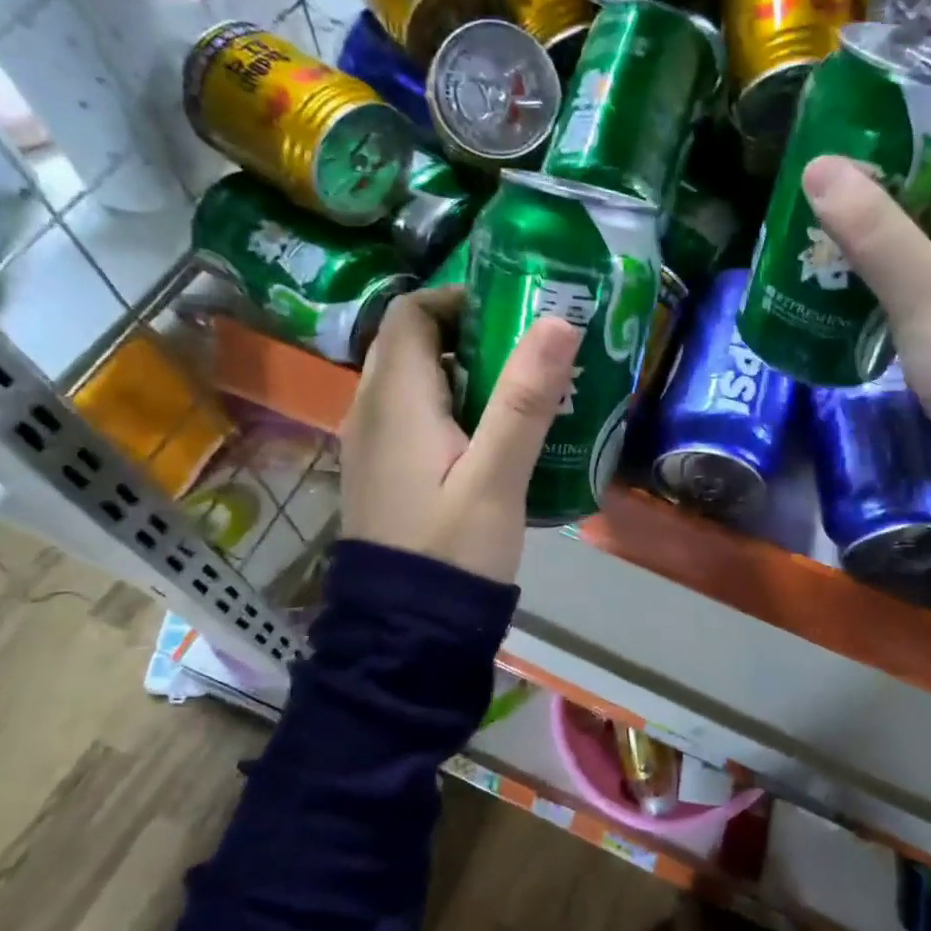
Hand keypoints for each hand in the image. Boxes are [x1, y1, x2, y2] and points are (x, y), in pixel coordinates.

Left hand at [341, 288, 581, 584]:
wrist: (407, 629)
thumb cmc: (453, 549)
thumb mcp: (497, 476)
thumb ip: (525, 400)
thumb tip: (558, 321)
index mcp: (395, 400)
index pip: (412, 313)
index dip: (459, 300)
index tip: (513, 314)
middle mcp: (371, 411)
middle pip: (413, 345)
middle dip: (469, 336)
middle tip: (528, 353)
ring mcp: (372, 444)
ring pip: (414, 383)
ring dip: (463, 374)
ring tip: (521, 392)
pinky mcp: (383, 473)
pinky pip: (413, 418)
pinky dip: (450, 409)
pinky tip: (492, 439)